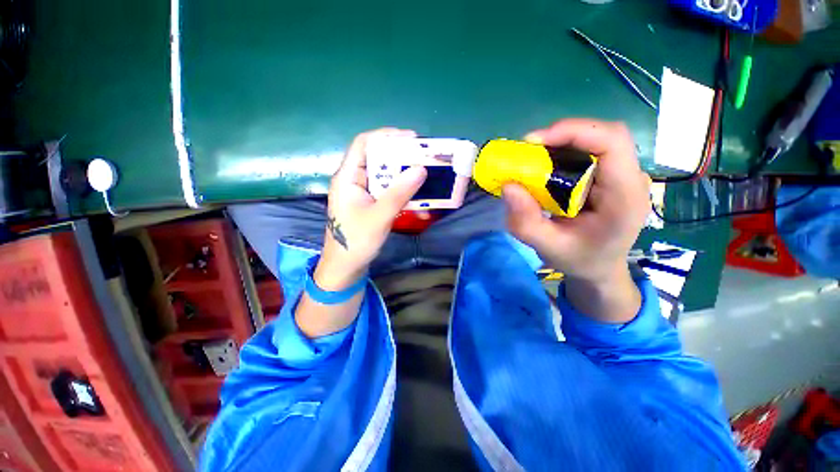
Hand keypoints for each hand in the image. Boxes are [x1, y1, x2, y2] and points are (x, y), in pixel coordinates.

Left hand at [314, 128, 426, 289]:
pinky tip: (417, 202)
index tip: (412, 139)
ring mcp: (362, 193)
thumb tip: (420, 169)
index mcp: (347, 177)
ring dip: (404, 177)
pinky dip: (402, 193)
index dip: (386, 136)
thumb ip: (398, 194)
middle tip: (424, 159)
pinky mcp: (370, 203)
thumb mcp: (379, 217)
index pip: (363, 144)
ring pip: (385, 176)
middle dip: (401, 157)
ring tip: (425, 178)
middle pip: (377, 158)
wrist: (345, 267)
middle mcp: (354, 180)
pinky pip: (388, 191)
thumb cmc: (356, 242)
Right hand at [503, 119, 650, 321]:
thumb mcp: (547, 247)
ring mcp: (623, 176)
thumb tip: (508, 186)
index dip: (574, 131)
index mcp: (625, 197)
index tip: (534, 142)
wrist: (600, 268)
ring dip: (561, 144)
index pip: (612, 143)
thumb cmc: (579, 260)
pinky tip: (546, 168)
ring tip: (533, 159)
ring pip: (596, 140)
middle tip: (528, 151)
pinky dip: (564, 153)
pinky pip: (589, 152)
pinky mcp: (611, 176)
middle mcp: (631, 180)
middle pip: (604, 136)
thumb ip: (525, 222)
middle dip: (562, 136)